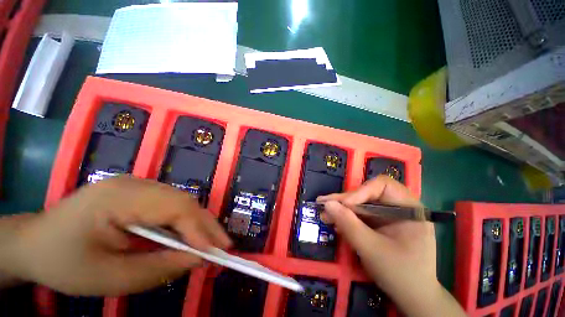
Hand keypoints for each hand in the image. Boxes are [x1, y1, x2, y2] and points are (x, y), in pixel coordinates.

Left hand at [4, 176, 230, 295]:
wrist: (34, 243)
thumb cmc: (63, 263)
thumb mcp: (109, 278)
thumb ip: (158, 268)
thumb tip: (198, 259)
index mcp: (119, 197)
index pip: (175, 207)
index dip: (200, 228)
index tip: (217, 251)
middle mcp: (134, 183)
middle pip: (183, 201)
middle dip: (205, 225)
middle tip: (221, 247)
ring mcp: (137, 185)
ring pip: (181, 202)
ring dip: (197, 224)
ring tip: (209, 244)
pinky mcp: (139, 192)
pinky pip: (171, 205)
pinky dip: (184, 222)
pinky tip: (187, 236)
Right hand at [317, 175, 464, 316]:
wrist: (412, 297)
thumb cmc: (400, 274)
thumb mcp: (372, 250)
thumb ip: (349, 225)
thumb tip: (327, 204)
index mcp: (409, 208)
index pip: (383, 186)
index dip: (361, 191)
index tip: (343, 204)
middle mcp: (399, 207)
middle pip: (368, 194)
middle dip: (345, 201)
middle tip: (323, 204)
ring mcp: (389, 215)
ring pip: (361, 204)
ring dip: (342, 209)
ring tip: (324, 214)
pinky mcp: (380, 223)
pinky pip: (361, 215)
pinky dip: (347, 218)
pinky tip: (335, 222)